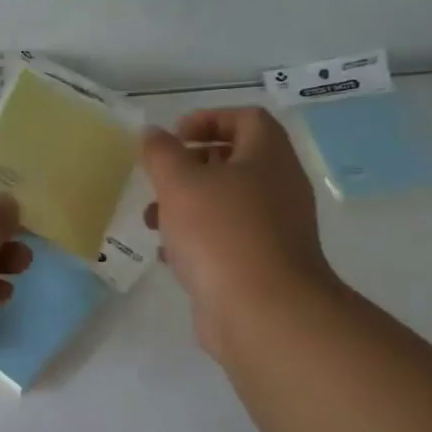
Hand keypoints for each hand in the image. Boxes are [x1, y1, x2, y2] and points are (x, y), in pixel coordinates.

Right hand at [140, 108, 339, 357]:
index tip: (175, 135)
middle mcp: (279, 188)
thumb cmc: (221, 233)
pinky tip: (169, 256)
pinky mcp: (263, 266)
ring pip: (227, 204)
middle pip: (235, 162)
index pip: (247, 118)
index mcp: (268, 157)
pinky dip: (198, 241)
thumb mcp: (180, 183)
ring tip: (152, 221)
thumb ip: (162, 153)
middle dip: (190, 166)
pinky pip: (228, 241)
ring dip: (188, 206)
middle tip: (160, 179)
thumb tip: (153, 133)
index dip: (209, 118)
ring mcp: (275, 230)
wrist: (264, 313)